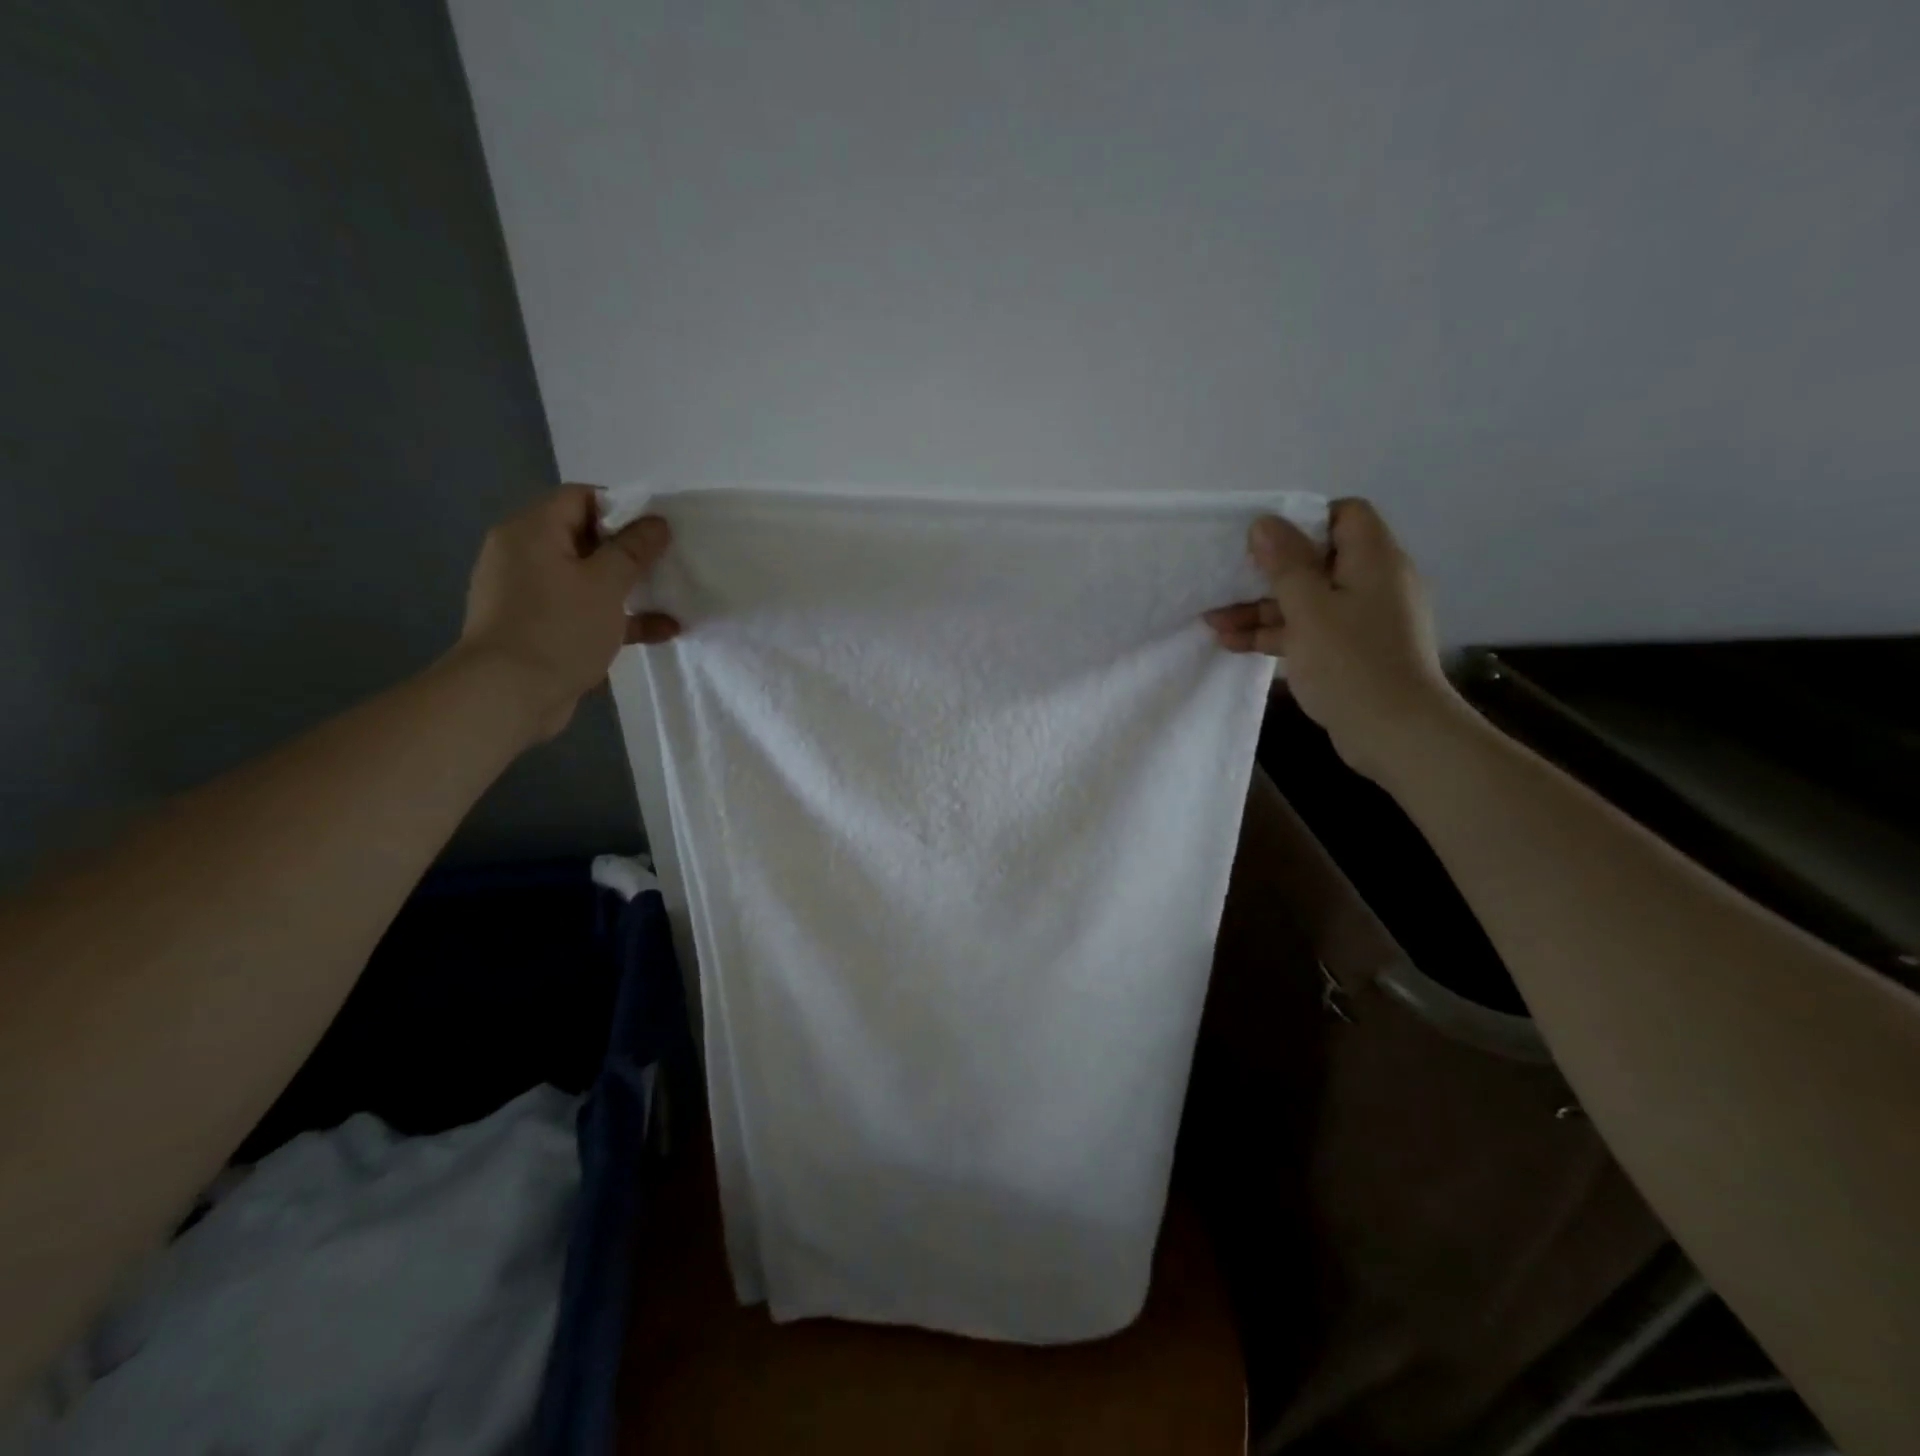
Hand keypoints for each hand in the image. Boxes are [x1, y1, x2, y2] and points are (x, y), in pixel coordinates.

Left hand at [455, 486, 679, 739]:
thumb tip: (656, 523)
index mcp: (532, 532)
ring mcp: (531, 595)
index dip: (621, 507)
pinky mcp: (541, 629)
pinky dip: (618, 617)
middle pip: (584, 538)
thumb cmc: (558, 628)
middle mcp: (524, 556)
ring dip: (628, 587)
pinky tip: (661, 631)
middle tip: (667, 561)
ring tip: (669, 595)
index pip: (579, 498)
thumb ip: (633, 550)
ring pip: (587, 578)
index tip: (657, 529)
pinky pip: (584, 611)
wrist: (508, 695)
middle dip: (629, 550)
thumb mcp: (605, 584)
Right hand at [1205, 498, 1463, 782]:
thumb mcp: (1309, 608)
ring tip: (1213, 623)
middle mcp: (1374, 582)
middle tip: (1225, 583)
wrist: (1396, 732)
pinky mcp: (1353, 651)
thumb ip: (1285, 563)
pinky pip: (1310, 630)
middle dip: (1267, 573)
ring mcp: (1364, 620)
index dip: (1303, 521)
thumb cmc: (1351, 662)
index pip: (1345, 515)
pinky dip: (1276, 634)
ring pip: (1307, 600)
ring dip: (1261, 609)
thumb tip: (1265, 522)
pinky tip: (1234, 645)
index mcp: (1374, 559)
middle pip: (1316, 561)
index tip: (1264, 542)